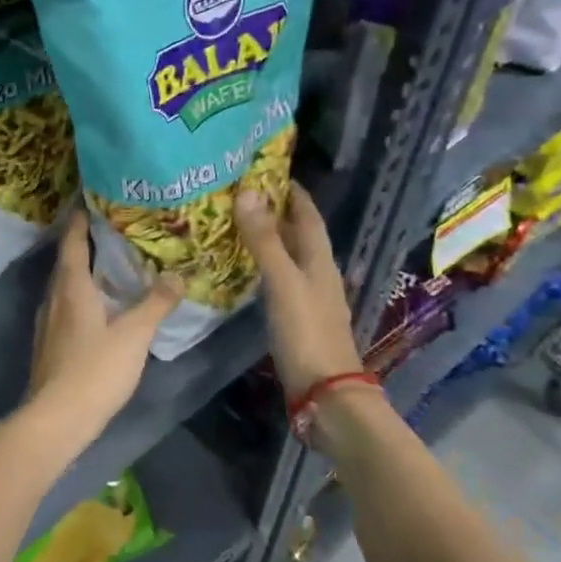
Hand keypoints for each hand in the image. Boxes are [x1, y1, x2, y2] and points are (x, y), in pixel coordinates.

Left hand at [27, 207, 182, 449]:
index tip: (88, 200)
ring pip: (64, 286)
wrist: (57, 417)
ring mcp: (47, 322)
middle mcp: (53, 298)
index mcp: (71, 287)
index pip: (73, 243)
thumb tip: (177, 275)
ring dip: (82, 272)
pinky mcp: (48, 343)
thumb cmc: (95, 369)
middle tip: (110, 229)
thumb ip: (155, 304)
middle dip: (84, 244)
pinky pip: (65, 307)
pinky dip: (80, 296)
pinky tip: (98, 307)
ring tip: (108, 265)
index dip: (80, 221)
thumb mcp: (134, 335)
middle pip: (66, 262)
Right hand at [234, 182, 364, 395]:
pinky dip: (263, 266)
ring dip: (267, 239)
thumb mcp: (283, 282)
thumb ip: (264, 240)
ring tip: (235, 224)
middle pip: (298, 234)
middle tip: (240, 194)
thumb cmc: (306, 332)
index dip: (293, 192)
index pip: (308, 216)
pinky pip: (279, 279)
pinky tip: (244, 269)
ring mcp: (308, 297)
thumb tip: (248, 192)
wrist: (325, 391)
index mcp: (319, 260)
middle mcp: (317, 274)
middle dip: (275, 212)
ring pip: (288, 257)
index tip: (268, 171)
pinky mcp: (296, 317)